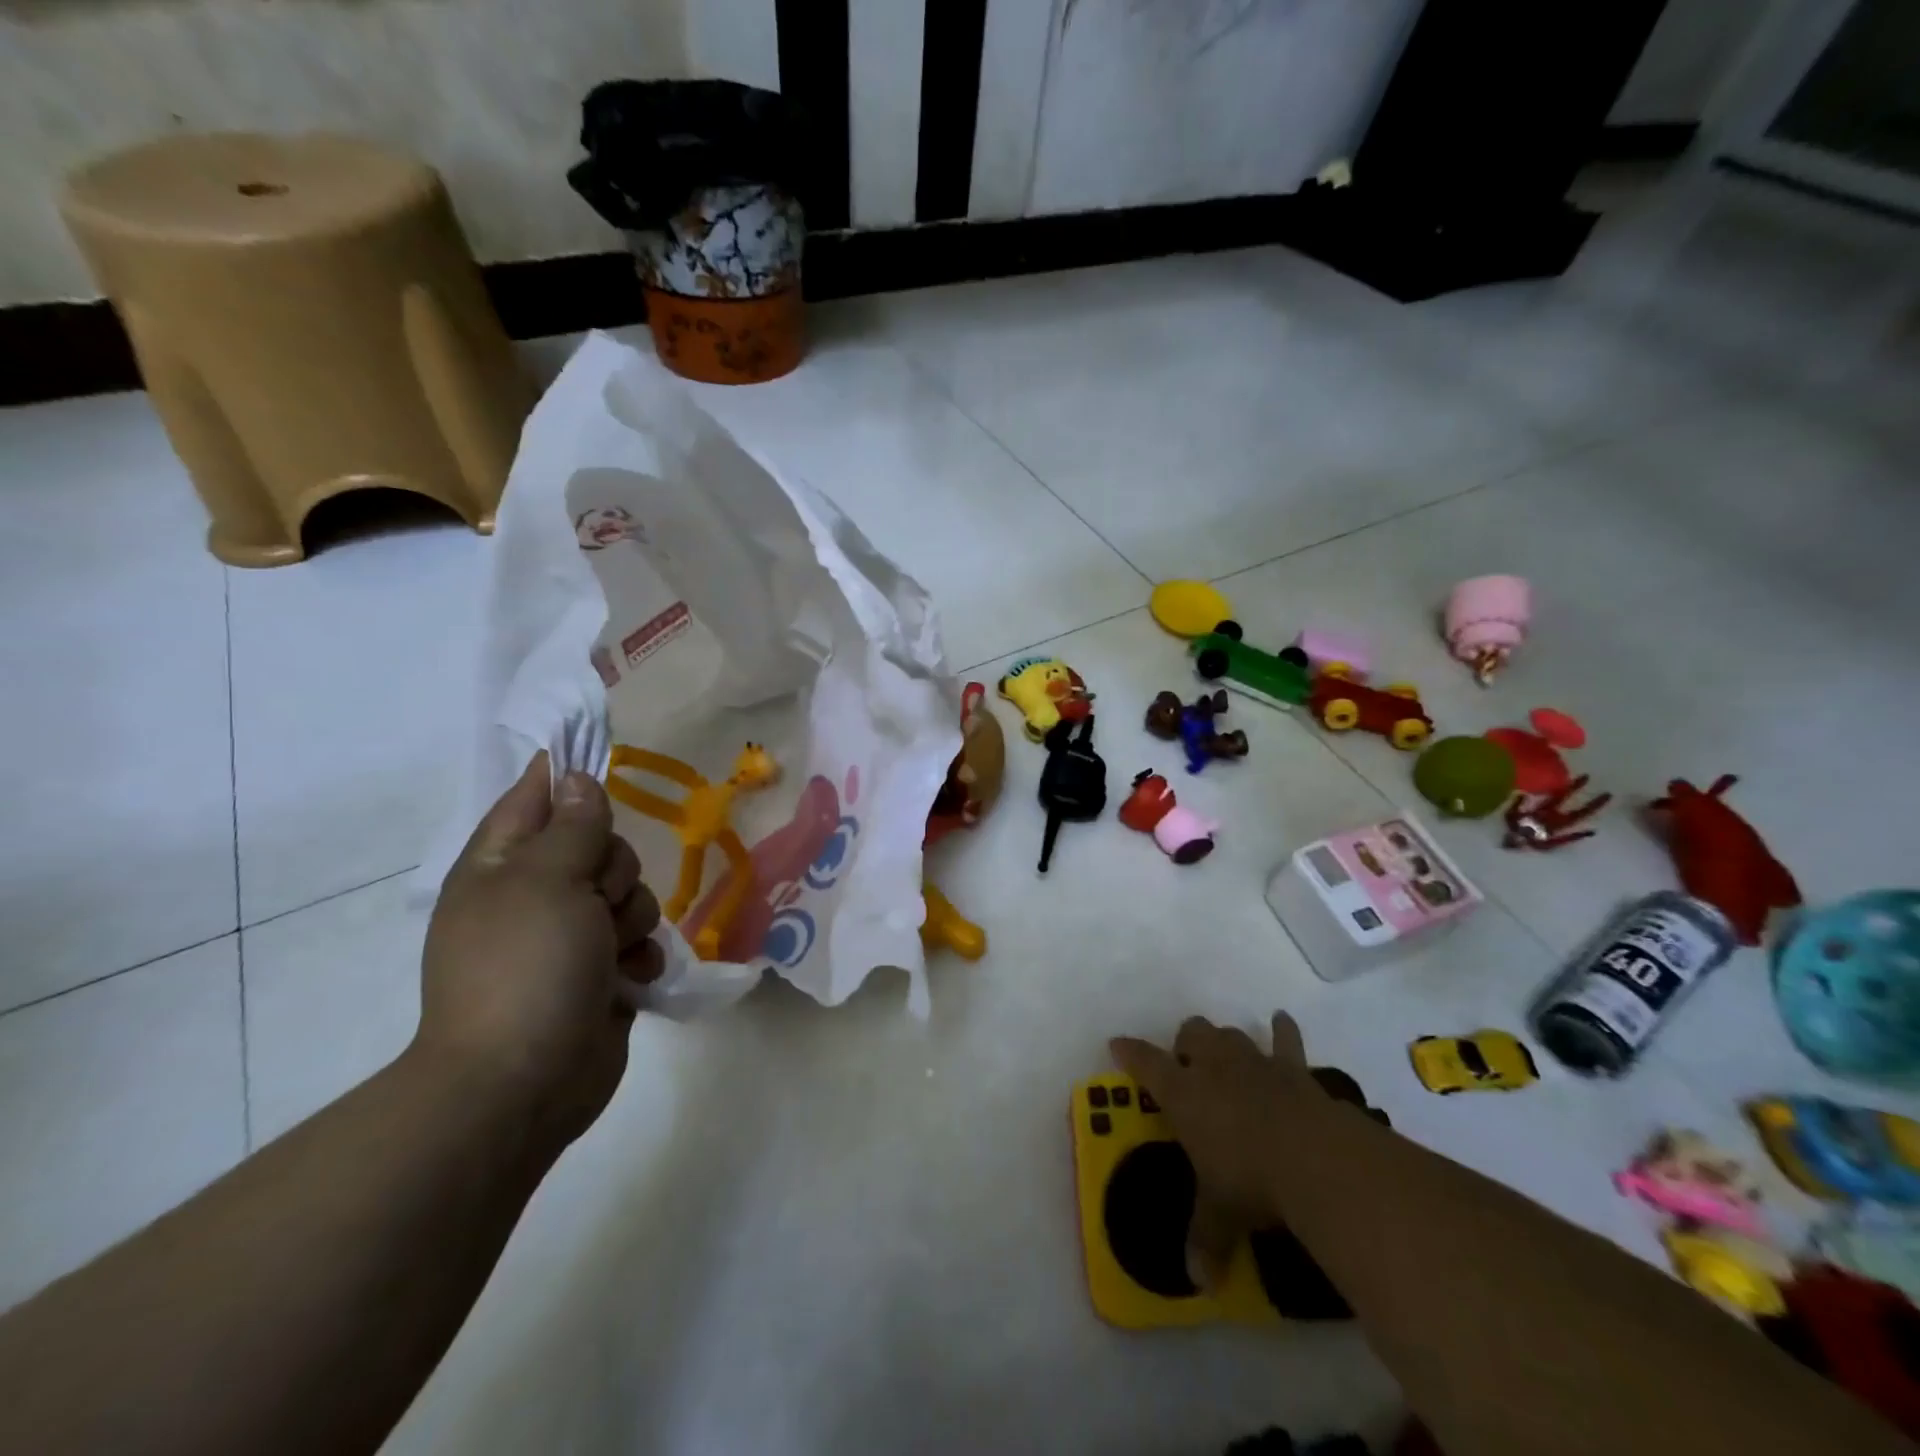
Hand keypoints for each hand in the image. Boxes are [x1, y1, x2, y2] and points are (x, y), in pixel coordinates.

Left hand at [418, 753, 664, 1152]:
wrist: (522, 1082)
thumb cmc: (526, 967)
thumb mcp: (548, 881)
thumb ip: (573, 826)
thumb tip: (575, 779)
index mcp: (501, 866)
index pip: (536, 797)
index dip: (566, 775)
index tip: (603, 759)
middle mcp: (534, 894)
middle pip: (598, 845)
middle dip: (614, 869)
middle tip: (598, 898)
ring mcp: (568, 936)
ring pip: (628, 892)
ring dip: (631, 916)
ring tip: (610, 950)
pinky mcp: (600, 971)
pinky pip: (638, 938)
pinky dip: (639, 955)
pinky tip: (629, 977)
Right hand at [1110, 1013, 1324, 1288]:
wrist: (1312, 1156)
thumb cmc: (1250, 1180)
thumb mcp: (1221, 1213)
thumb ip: (1206, 1240)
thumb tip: (1199, 1283)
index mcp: (1183, 1094)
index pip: (1145, 1063)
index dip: (1129, 1052)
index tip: (1117, 1044)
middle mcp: (1213, 1067)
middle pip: (1191, 1033)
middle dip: (1185, 1043)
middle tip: (1188, 1067)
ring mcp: (1254, 1061)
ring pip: (1230, 1034)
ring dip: (1225, 1042)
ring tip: (1226, 1054)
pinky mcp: (1292, 1067)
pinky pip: (1286, 1039)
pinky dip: (1282, 1030)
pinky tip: (1281, 1020)